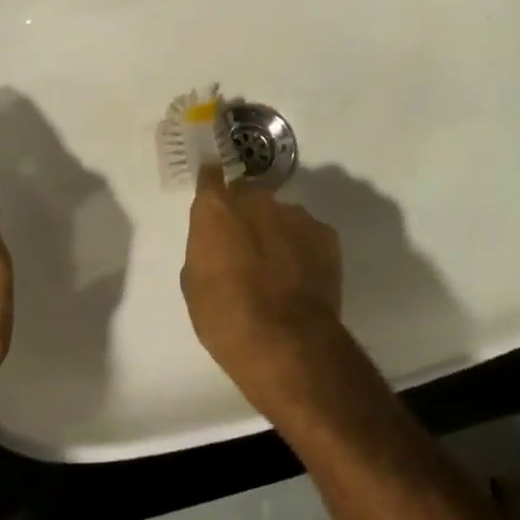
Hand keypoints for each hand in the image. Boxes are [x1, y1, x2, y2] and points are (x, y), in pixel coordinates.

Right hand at [182, 165, 343, 415]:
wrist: (286, 343)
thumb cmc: (226, 318)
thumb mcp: (194, 285)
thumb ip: (205, 249)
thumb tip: (218, 244)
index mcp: (216, 208)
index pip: (211, 176)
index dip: (212, 183)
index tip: (214, 194)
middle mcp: (256, 199)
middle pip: (248, 197)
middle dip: (246, 217)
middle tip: (247, 252)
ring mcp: (294, 213)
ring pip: (280, 216)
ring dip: (277, 234)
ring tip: (280, 273)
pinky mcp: (325, 233)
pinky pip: (308, 235)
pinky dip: (304, 250)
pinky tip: (302, 281)